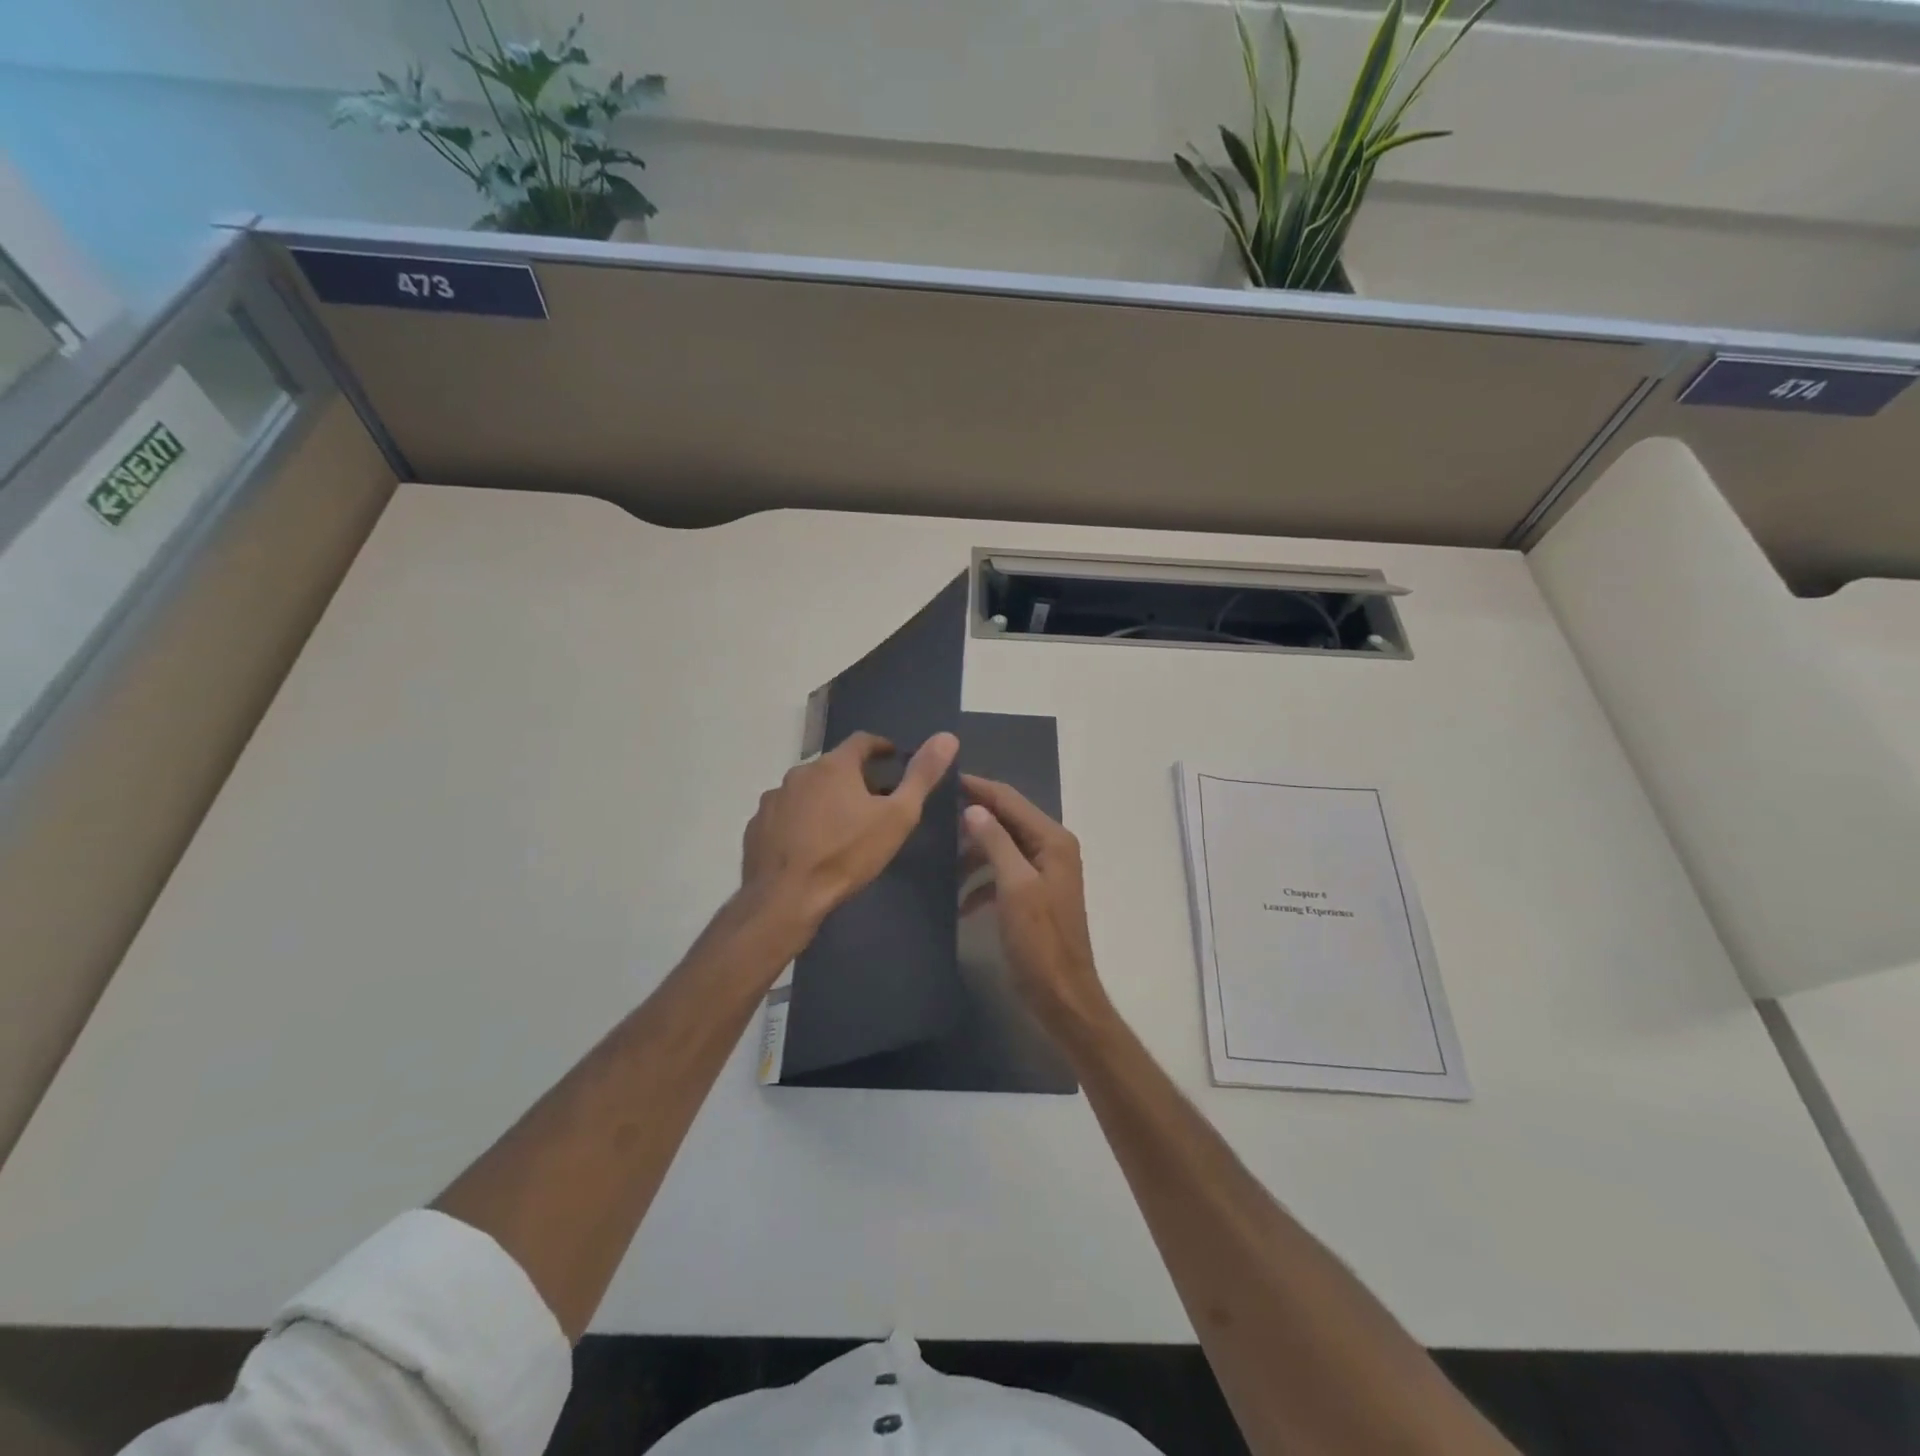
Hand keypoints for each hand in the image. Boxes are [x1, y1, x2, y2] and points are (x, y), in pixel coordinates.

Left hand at [741, 730, 959, 940]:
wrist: (786, 898)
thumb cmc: (847, 854)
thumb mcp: (897, 817)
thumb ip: (922, 776)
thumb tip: (948, 736)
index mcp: (834, 766)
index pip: (861, 741)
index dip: (880, 747)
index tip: (892, 759)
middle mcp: (800, 773)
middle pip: (832, 767)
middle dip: (853, 777)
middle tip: (871, 801)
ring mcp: (773, 799)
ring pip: (806, 791)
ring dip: (823, 799)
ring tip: (839, 826)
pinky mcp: (756, 826)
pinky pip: (784, 815)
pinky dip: (799, 821)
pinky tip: (808, 845)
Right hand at [960, 774, 1111, 1034]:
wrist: (1061, 994)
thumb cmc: (1039, 940)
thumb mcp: (1015, 887)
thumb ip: (995, 842)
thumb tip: (973, 808)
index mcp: (1052, 840)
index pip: (1010, 800)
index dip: (979, 787)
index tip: (944, 778)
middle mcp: (1051, 848)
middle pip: (1006, 820)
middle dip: (973, 818)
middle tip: (933, 815)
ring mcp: (1043, 872)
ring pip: (1001, 848)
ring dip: (974, 854)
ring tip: (940, 860)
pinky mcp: (1033, 895)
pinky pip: (1002, 875)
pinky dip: (982, 882)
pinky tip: (960, 901)